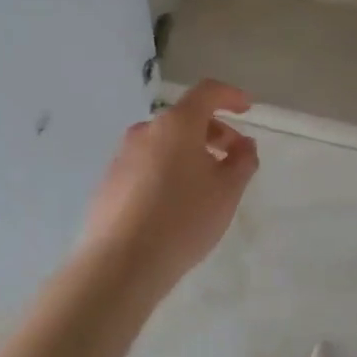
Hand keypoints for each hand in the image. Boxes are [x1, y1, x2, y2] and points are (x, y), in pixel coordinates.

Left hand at [79, 80, 259, 296]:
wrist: (121, 263)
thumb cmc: (183, 219)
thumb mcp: (227, 191)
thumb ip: (243, 160)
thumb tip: (243, 144)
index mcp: (176, 124)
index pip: (207, 92)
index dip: (230, 96)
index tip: (247, 108)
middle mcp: (146, 131)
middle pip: (185, 119)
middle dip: (214, 132)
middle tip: (232, 159)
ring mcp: (122, 156)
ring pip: (164, 143)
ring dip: (189, 153)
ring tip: (205, 186)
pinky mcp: (109, 182)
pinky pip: (146, 165)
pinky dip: (167, 171)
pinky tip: (175, 204)